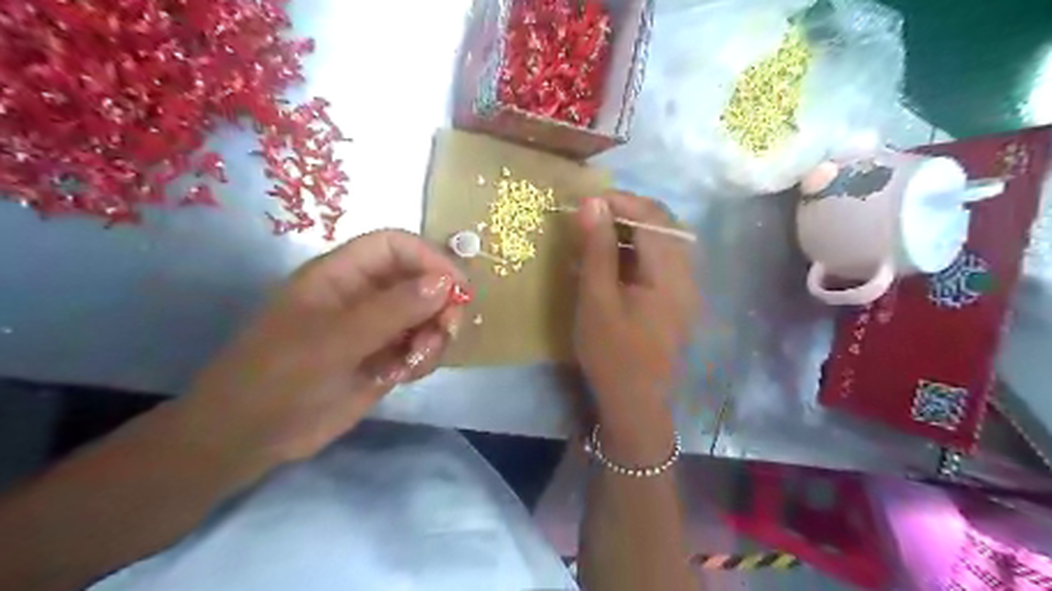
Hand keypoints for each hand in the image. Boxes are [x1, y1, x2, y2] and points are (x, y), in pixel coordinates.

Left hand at [179, 232, 463, 466]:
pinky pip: (421, 347)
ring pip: (427, 316)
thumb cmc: (280, 376)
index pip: (396, 246)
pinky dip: (424, 358)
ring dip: (435, 336)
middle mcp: (365, 295)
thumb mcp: (335, 340)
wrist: (251, 437)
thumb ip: (393, 309)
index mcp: (343, 274)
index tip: (457, 287)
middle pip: (420, 280)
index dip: (429, 258)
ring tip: (416, 362)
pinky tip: (404, 376)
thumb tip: (446, 282)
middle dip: (440, 303)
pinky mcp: (385, 358)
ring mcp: (377, 328)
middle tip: (446, 331)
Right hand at [575, 193, 695, 456]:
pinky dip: (637, 251)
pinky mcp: (677, 298)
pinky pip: (661, 261)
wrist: (635, 402)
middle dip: (627, 213)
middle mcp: (687, 273)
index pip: (653, 217)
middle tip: (592, 217)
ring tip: (598, 235)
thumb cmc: (612, 352)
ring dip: (632, 231)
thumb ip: (597, 248)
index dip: (621, 201)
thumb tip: (592, 202)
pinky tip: (613, 261)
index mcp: (670, 273)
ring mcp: (686, 287)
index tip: (587, 202)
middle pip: (664, 224)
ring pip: (663, 241)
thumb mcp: (596, 298)